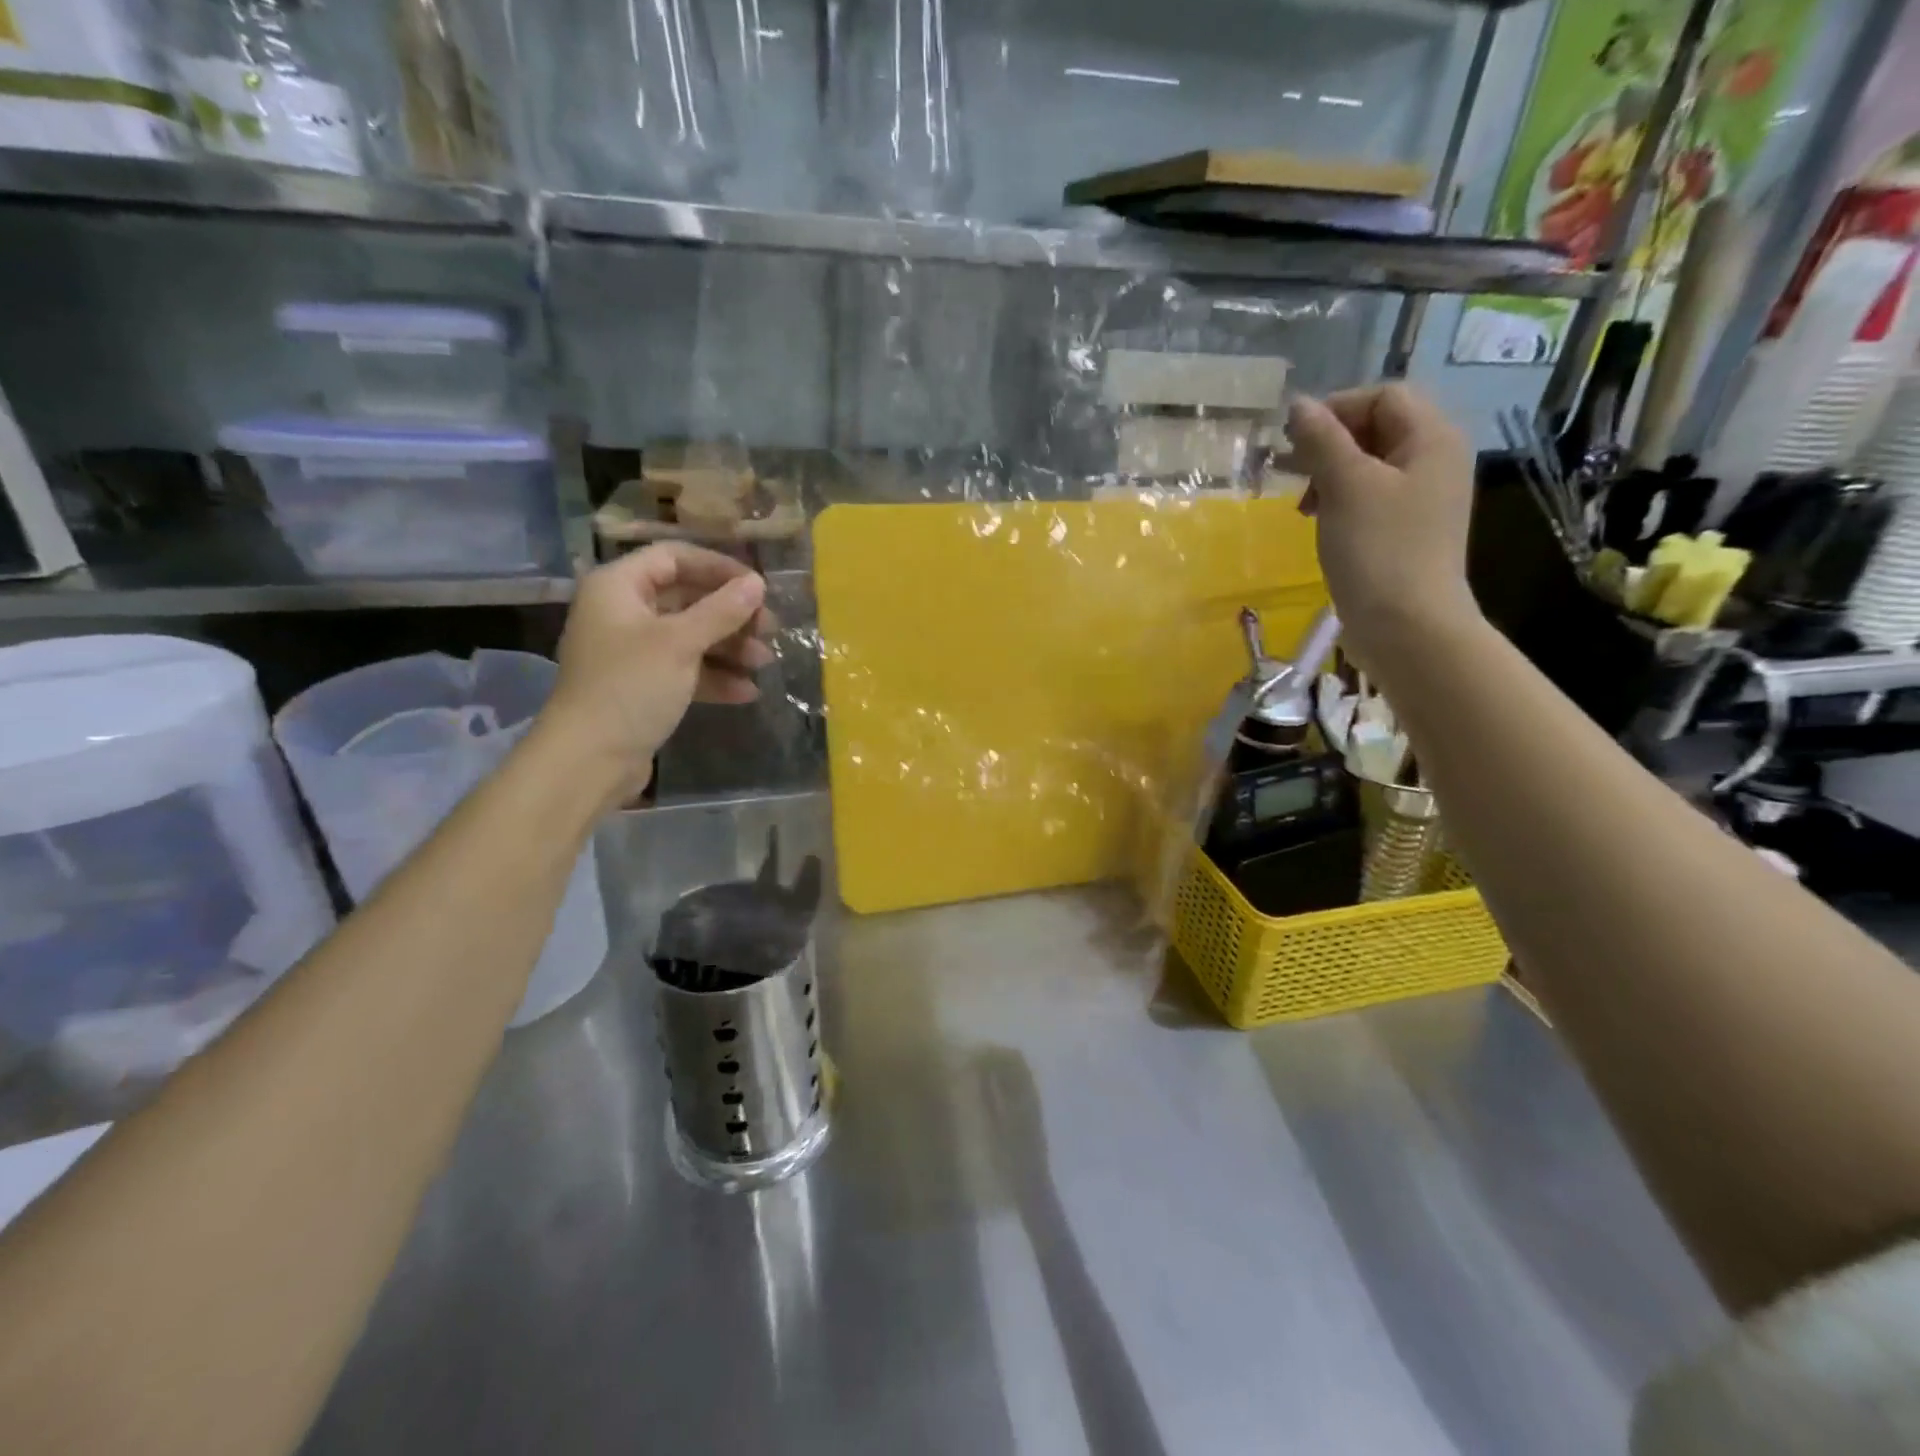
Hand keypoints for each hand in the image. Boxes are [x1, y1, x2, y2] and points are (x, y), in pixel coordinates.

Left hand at [543, 543, 774, 802]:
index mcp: (619, 587)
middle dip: (731, 614)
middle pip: (686, 598)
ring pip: (690, 636)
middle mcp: (623, 612)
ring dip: (729, 647)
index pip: (673, 558)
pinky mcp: (644, 686)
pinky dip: (715, 677)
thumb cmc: (631, 686)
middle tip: (770, 628)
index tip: (757, 586)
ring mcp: (633, 652)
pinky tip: (747, 692)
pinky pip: (685, 669)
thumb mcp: (680, 643)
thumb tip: (757, 583)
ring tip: (765, 662)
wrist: (590, 759)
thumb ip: (721, 610)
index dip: (718, 567)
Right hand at [1289, 385, 1481, 671]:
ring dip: (1330, 473)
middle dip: (1329, 443)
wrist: (1407, 626)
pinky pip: (1371, 496)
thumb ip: (1322, 440)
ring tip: (1303, 503)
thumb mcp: (1346, 487)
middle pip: (1377, 428)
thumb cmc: (1378, 549)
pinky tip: (1319, 522)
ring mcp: (1423, 498)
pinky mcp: (1407, 530)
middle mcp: (1435, 460)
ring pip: (1370, 464)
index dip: (1336, 409)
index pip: (1383, 396)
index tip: (1294, 442)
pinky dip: (1341, 500)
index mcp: (1432, 438)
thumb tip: (1299, 405)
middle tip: (1289, 471)